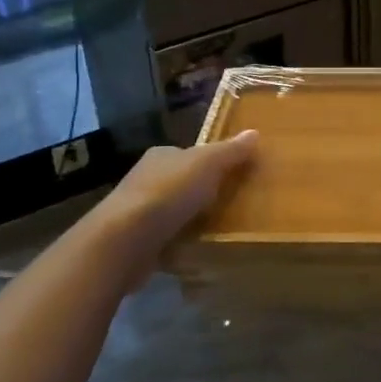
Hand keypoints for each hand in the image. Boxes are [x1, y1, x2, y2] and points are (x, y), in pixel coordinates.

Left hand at [93, 132, 259, 258]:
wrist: (126, 239)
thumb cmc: (169, 192)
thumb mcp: (208, 164)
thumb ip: (231, 150)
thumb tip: (254, 133)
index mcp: (161, 155)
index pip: (190, 154)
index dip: (213, 163)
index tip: (234, 176)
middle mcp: (146, 178)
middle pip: (183, 182)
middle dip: (203, 192)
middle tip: (233, 204)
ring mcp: (138, 211)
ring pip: (174, 211)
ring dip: (192, 219)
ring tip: (220, 229)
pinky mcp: (136, 240)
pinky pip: (166, 237)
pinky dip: (180, 242)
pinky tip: (196, 249)